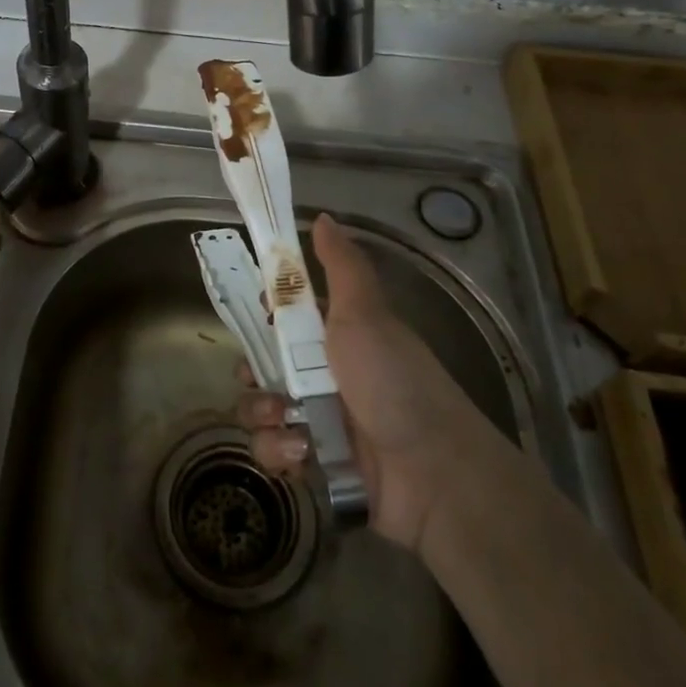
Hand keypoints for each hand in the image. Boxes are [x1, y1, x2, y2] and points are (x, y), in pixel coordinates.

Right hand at [238, 213, 474, 554]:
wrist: (433, 471)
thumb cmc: (394, 380)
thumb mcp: (366, 313)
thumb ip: (340, 265)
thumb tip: (323, 215)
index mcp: (336, 337)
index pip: (284, 320)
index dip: (266, 317)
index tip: (262, 317)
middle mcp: (324, 377)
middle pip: (263, 365)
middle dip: (252, 373)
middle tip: (260, 378)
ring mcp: (318, 423)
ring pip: (260, 410)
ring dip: (262, 414)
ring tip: (286, 420)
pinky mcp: (316, 466)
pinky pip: (274, 453)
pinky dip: (280, 452)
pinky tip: (302, 453)